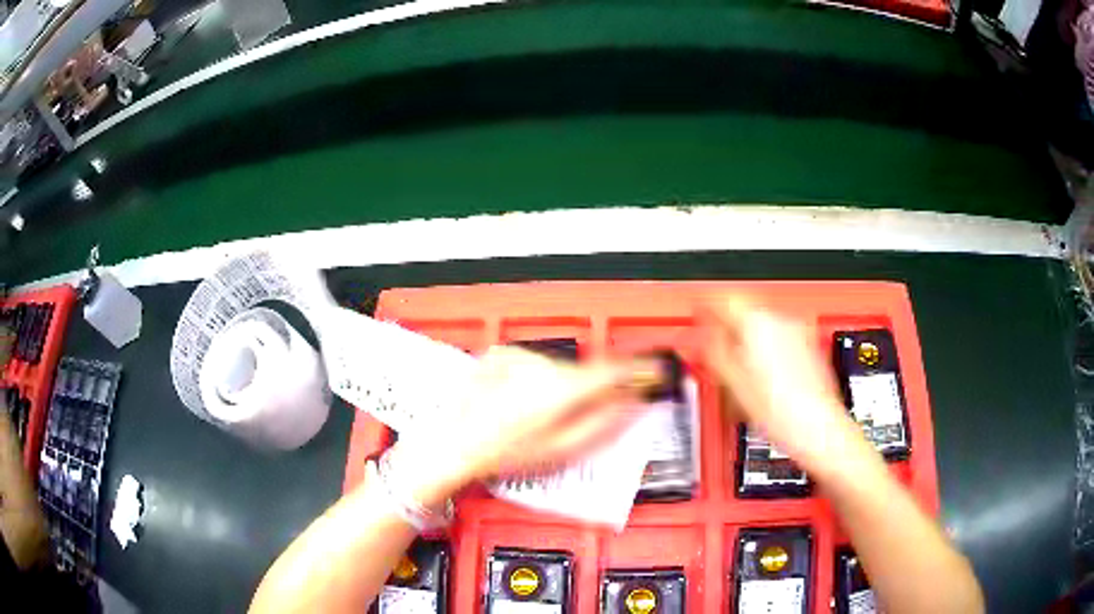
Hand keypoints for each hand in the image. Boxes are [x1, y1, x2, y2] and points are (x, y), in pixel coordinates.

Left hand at [390, 346, 661, 506]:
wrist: (453, 442)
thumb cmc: (503, 453)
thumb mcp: (562, 449)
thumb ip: (605, 423)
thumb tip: (632, 404)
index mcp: (561, 388)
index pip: (614, 370)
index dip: (640, 369)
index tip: (655, 370)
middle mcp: (543, 364)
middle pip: (586, 370)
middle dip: (596, 388)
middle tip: (591, 412)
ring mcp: (520, 356)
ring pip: (560, 368)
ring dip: (563, 386)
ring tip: (540, 416)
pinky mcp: (503, 354)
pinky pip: (535, 365)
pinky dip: (538, 380)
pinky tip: (521, 403)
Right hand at [699, 296, 869, 475]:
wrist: (819, 430)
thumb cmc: (784, 414)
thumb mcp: (733, 385)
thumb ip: (714, 353)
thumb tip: (704, 337)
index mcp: (757, 324)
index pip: (724, 300)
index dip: (706, 305)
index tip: (699, 311)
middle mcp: (780, 322)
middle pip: (745, 313)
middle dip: (728, 329)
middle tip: (715, 348)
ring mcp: (798, 334)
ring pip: (762, 328)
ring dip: (747, 342)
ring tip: (739, 374)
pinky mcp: (809, 349)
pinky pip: (779, 340)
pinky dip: (765, 352)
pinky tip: (760, 380)